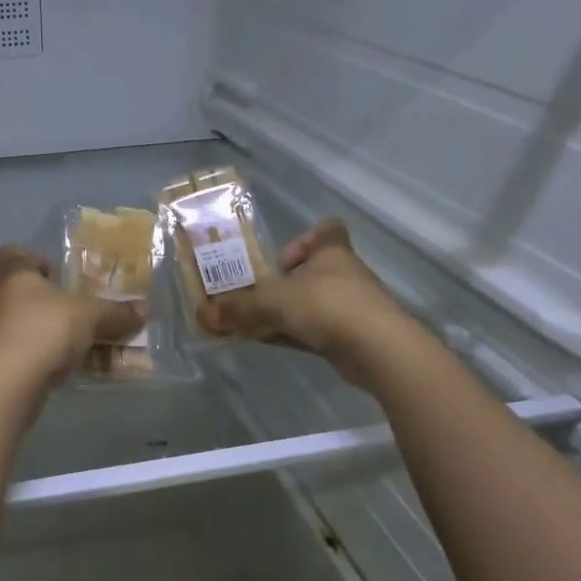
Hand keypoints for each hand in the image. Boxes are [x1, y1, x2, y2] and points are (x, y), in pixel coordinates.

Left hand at [0, 246, 147, 384]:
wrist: (9, 382)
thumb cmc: (46, 330)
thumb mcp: (90, 317)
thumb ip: (116, 313)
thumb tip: (146, 309)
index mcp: (14, 275)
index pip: (14, 252)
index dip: (34, 259)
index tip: (56, 274)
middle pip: (6, 288)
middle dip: (29, 297)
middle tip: (56, 307)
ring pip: (7, 322)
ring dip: (30, 328)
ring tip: (63, 342)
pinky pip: (12, 351)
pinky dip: (30, 356)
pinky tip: (55, 368)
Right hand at [194, 219, 405, 375]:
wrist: (379, 350)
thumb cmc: (327, 307)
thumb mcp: (273, 303)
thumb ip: (238, 308)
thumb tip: (201, 312)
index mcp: (331, 252)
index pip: (327, 230)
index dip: (304, 240)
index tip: (281, 260)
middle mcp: (344, 275)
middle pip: (314, 270)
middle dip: (285, 284)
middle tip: (258, 297)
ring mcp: (352, 307)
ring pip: (314, 303)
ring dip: (289, 312)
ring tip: (259, 324)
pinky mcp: (353, 336)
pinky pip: (318, 330)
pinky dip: (296, 334)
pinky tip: (274, 343)